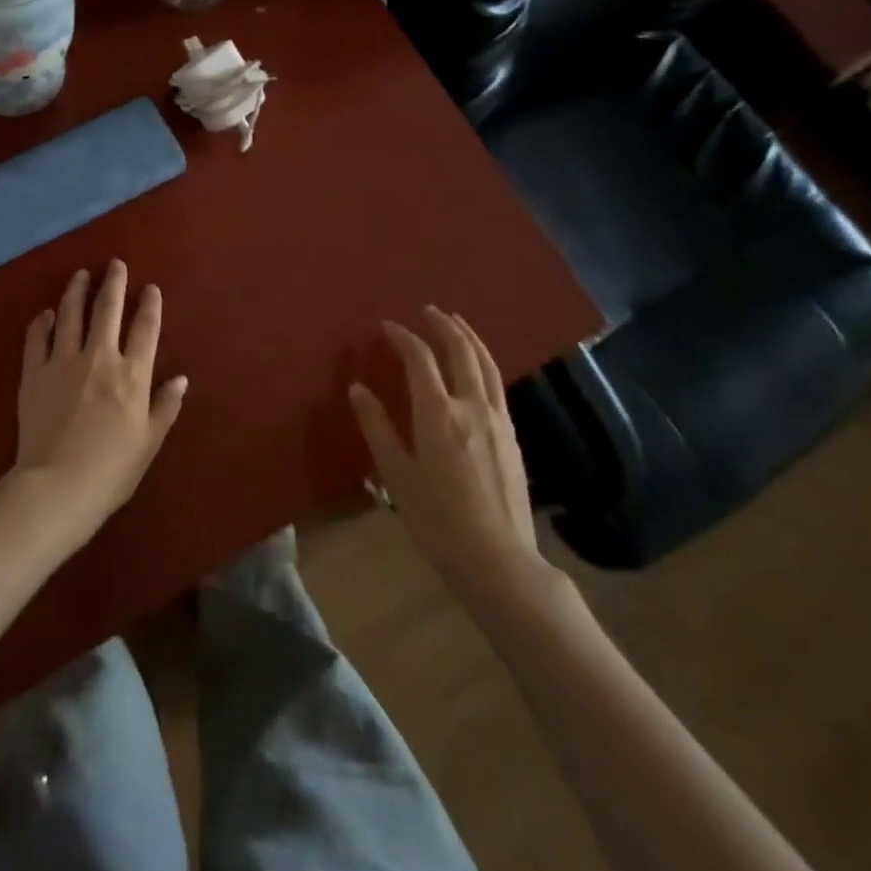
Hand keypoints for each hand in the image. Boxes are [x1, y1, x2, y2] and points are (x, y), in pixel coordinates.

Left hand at [10, 261, 187, 546]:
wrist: (57, 487)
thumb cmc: (111, 470)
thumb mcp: (149, 442)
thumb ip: (165, 406)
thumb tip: (180, 378)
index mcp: (132, 375)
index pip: (145, 328)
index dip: (150, 305)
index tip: (150, 287)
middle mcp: (99, 358)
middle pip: (108, 310)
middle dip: (113, 283)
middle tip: (115, 264)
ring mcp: (62, 362)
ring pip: (70, 314)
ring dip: (76, 291)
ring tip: (80, 274)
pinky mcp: (33, 372)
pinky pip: (37, 337)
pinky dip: (43, 321)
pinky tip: (46, 313)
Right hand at [349, 307, 556, 613]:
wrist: (498, 560)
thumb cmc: (437, 520)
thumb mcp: (396, 475)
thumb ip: (377, 427)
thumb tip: (358, 389)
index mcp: (439, 413)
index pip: (421, 359)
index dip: (403, 337)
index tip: (387, 326)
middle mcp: (472, 407)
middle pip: (462, 351)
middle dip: (444, 325)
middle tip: (428, 310)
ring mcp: (498, 420)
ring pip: (486, 364)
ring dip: (469, 338)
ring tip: (456, 323)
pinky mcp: (512, 436)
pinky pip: (496, 384)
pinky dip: (483, 362)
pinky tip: (476, 368)